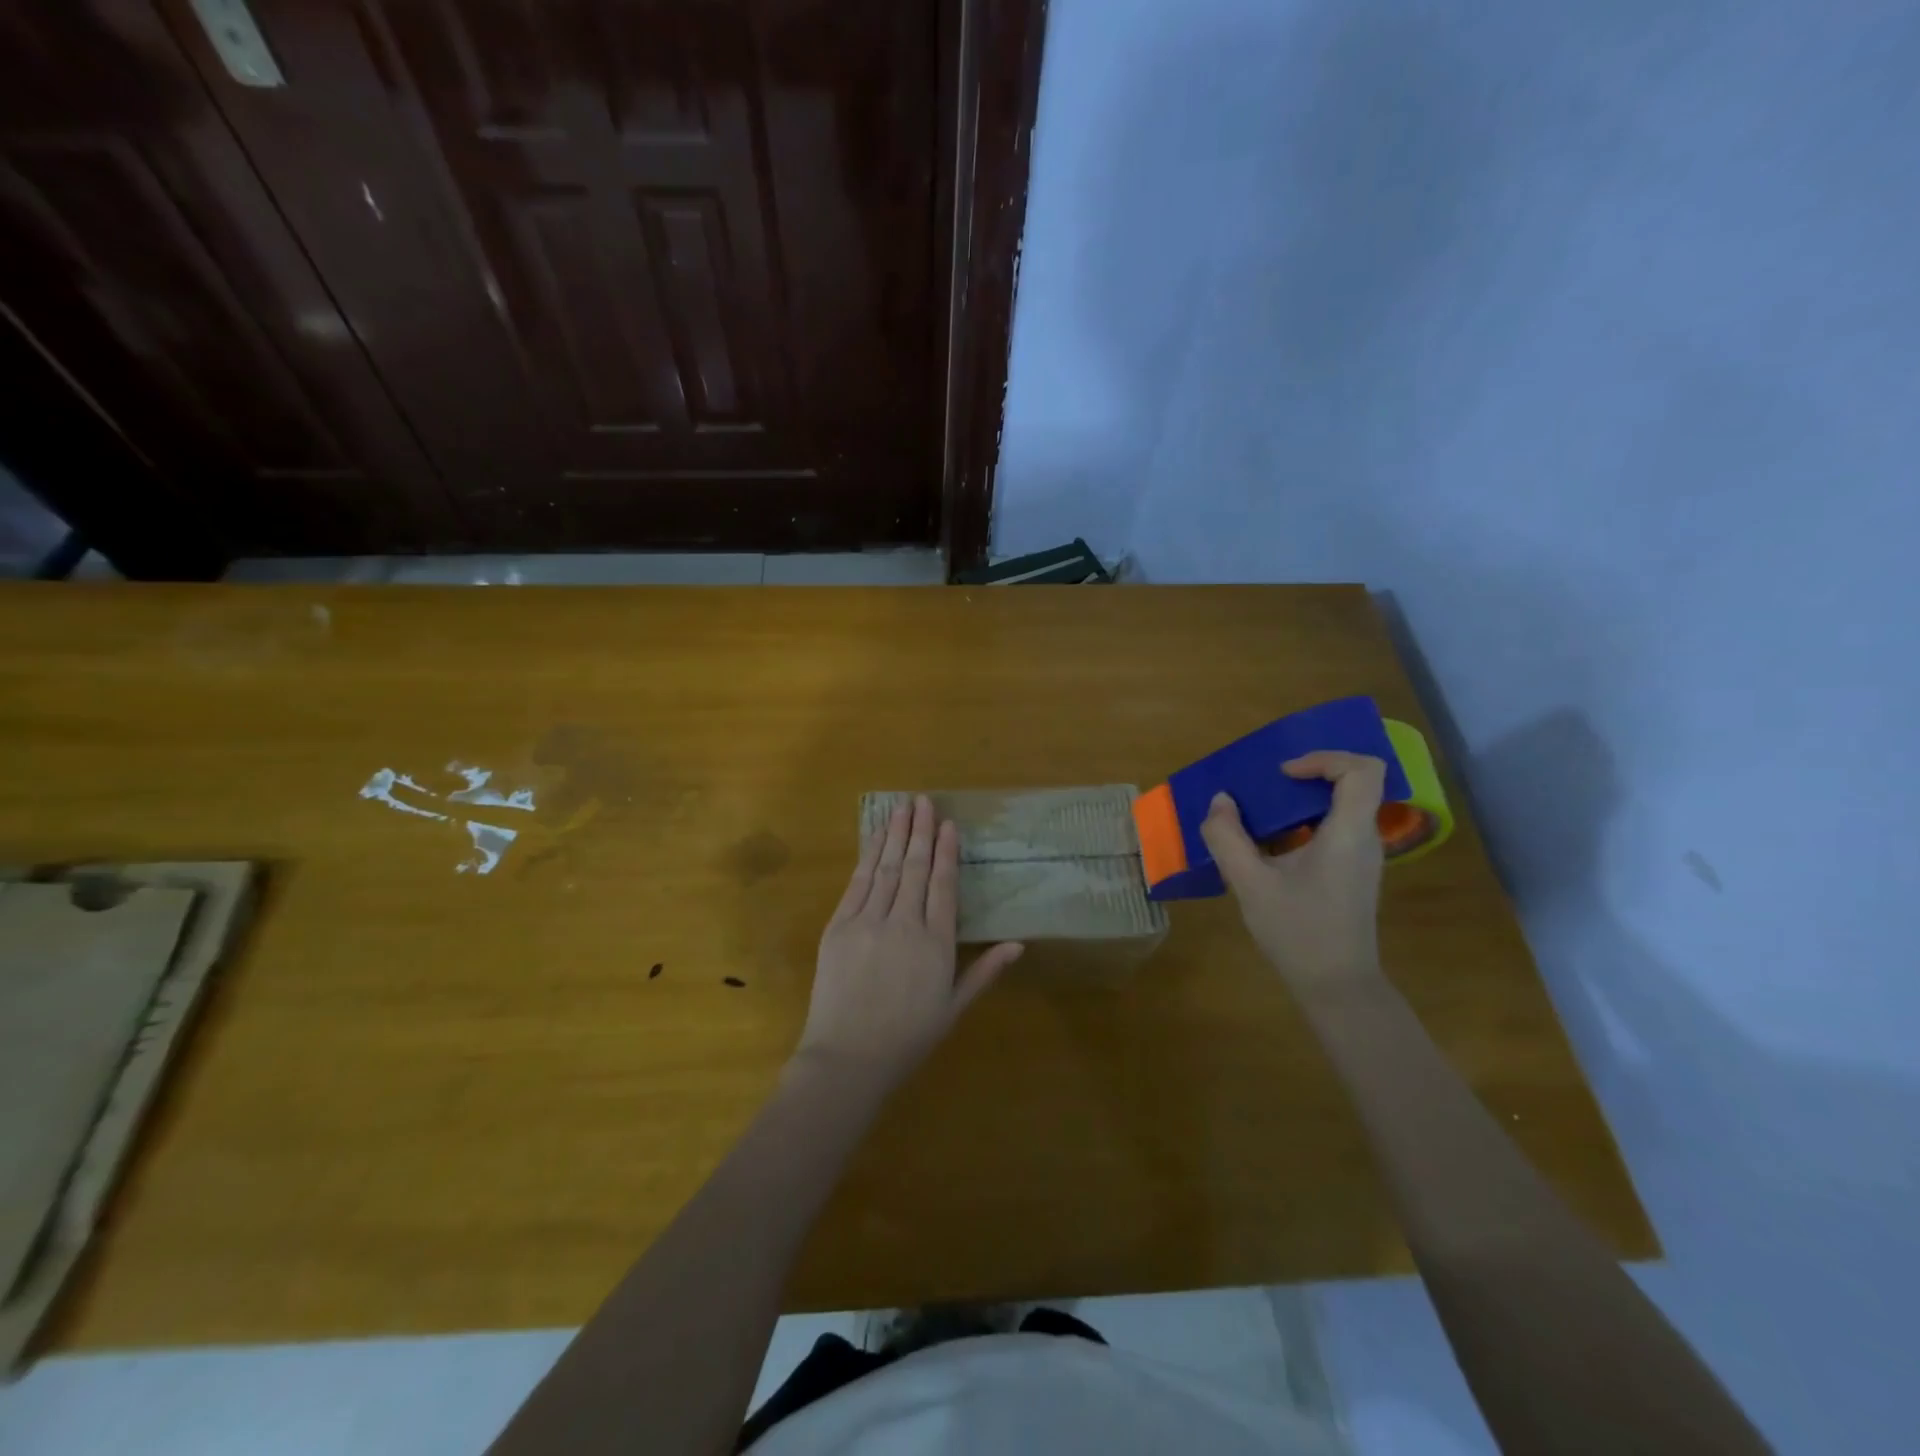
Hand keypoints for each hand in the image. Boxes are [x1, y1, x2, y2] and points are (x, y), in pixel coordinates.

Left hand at [795, 795, 1021, 1090]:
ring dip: (894, 834)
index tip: (948, 824)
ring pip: (886, 868)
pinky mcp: (839, 926)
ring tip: (901, 807)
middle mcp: (904, 924)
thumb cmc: (908, 1037)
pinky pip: (857, 883)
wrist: (848, 1058)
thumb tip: (1019, 943)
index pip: (943, 885)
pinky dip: (867, 856)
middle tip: (923, 801)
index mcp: (936, 943)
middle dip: (920, 831)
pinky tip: (874, 837)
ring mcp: (868, 921)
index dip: (946, 852)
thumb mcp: (954, 1007)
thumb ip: (985, 970)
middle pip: (914, 868)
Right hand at [1200, 751, 1386, 989]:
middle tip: (1266, 785)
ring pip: (1342, 806)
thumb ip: (1229, 838)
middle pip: (1353, 783)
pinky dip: (1303, 822)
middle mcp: (1363, 838)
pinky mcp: (1352, 873)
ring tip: (1260, 811)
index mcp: (1348, 833)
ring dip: (1302, 800)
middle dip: (1307, 775)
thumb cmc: (1298, 932)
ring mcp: (1362, 857)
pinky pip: (1334, 829)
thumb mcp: (1251, 884)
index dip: (1324, 758)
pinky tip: (1270, 845)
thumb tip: (1220, 802)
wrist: (1337, 988)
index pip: (1362, 770)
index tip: (1283, 775)